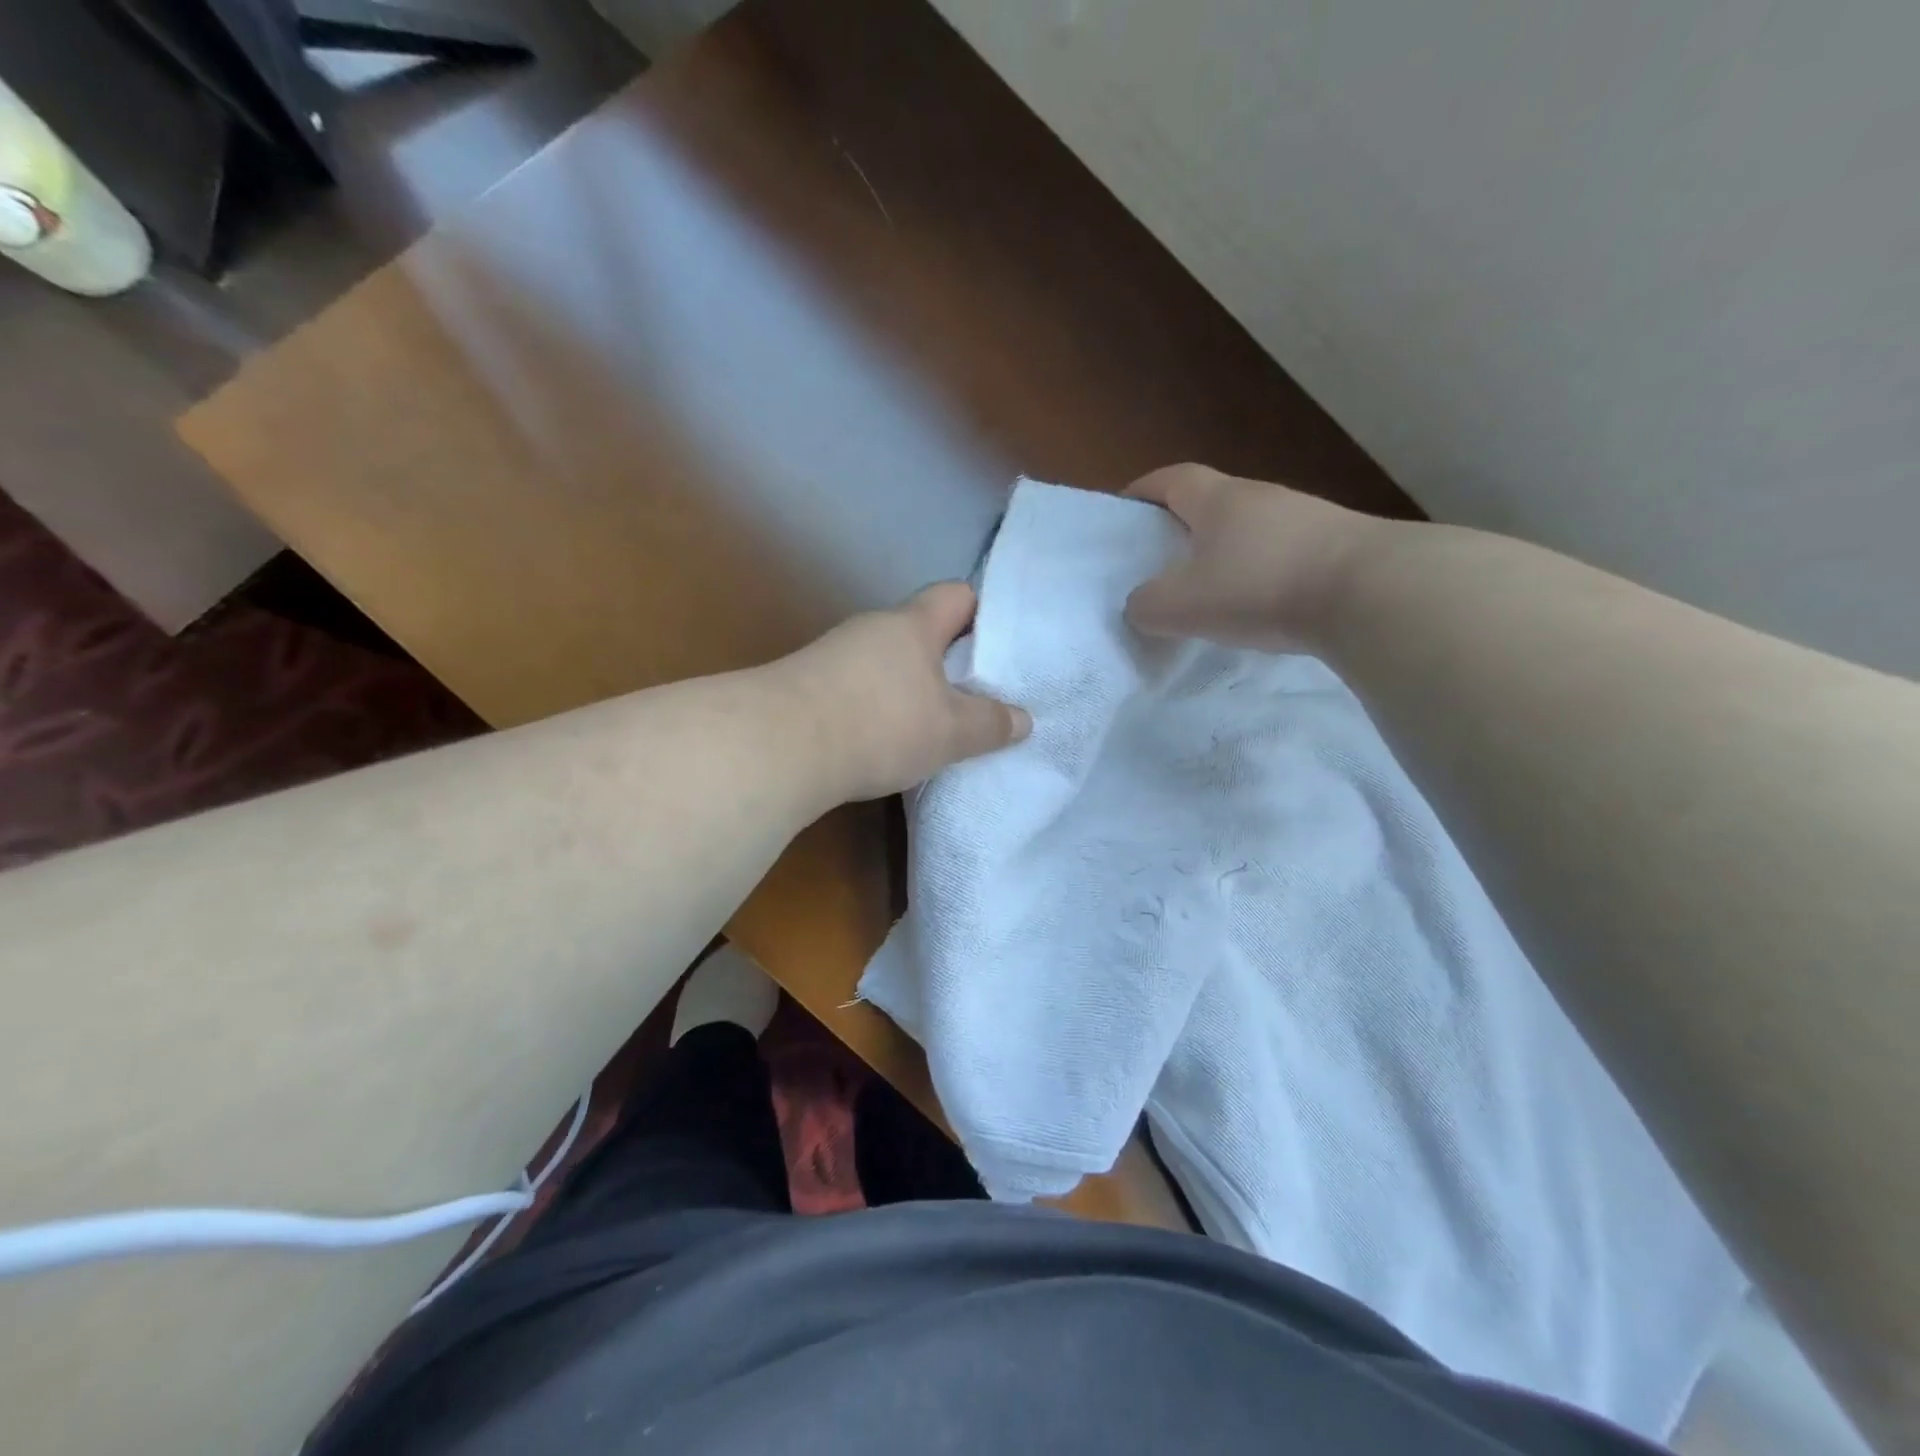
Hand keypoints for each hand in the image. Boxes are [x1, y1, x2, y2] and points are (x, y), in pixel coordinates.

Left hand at [776, 582, 1031, 801]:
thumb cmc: (881, 725)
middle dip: (947, 660)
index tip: (999, 648)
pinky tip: (881, 741)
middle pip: (920, 631)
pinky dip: (875, 707)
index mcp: (912, 624)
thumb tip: (1023, 719)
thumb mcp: (951, 732)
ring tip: (930, 726)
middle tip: (974, 696)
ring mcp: (833, 654)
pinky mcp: (805, 685)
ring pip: (886, 662)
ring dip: (908, 687)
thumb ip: (990, 724)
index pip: (957, 595)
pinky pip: (856, 687)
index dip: (983, 614)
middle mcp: (871, 628)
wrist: (778, 747)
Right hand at [1123, 464, 1395, 651]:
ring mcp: (1307, 518)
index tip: (1123, 512)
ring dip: (1228, 554)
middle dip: (1184, 528)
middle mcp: (1262, 497)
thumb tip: (1142, 604)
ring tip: (1214, 592)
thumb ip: (1147, 605)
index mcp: (1219, 499)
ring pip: (1251, 530)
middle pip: (1212, 503)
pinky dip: (1264, 574)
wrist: (1373, 593)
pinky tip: (1263, 607)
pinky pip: (1285, 555)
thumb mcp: (1183, 605)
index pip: (1171, 478)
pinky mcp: (1340, 546)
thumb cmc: (1261, 587)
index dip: (1143, 491)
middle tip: (1163, 564)